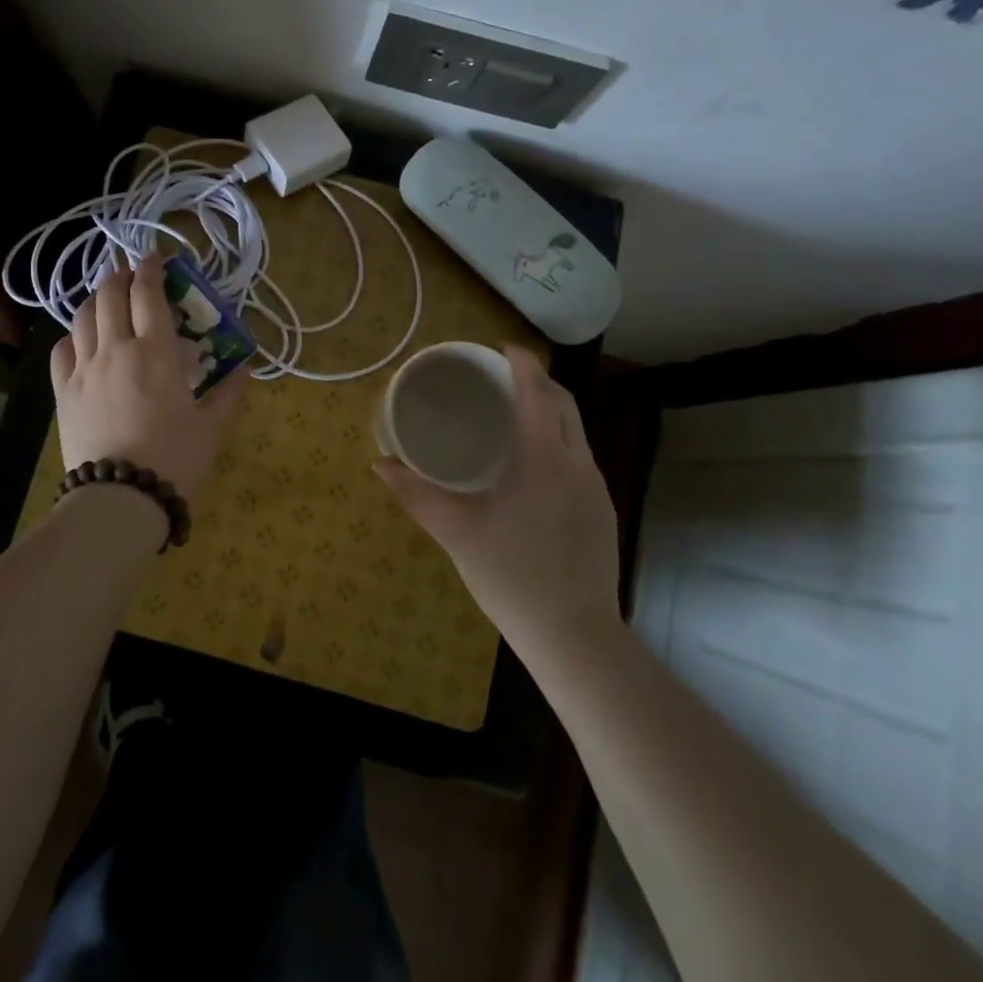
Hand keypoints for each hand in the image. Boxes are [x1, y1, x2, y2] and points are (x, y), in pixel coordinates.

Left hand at [50, 256, 246, 501]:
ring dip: (97, 298)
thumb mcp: (213, 427)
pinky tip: (82, 340)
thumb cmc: (174, 459)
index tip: (158, 259)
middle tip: (132, 274)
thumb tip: (244, 368)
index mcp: (156, 352)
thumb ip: (230, 393)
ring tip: (108, 298)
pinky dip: (73, 334)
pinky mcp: (63, 392)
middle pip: (111, 295)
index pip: (148, 294)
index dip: (152, 269)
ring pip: (83, 317)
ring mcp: (84, 369)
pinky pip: (61, 349)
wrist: (119, 498)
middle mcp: (116, 349)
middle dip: (121, 276)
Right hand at [374, 346, 618, 643]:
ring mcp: (595, 487)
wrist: (573, 634)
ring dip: (550, 411)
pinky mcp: (603, 510)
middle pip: (564, 403)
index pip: (537, 391)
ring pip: (576, 431)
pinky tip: (533, 467)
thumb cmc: (510, 574)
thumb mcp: (455, 531)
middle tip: (503, 378)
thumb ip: (415, 494)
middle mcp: (576, 462)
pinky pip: (580, 458)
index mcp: (541, 457)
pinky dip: (558, 442)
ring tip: (514, 417)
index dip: (522, 362)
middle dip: (538, 380)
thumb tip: (379, 465)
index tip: (501, 348)